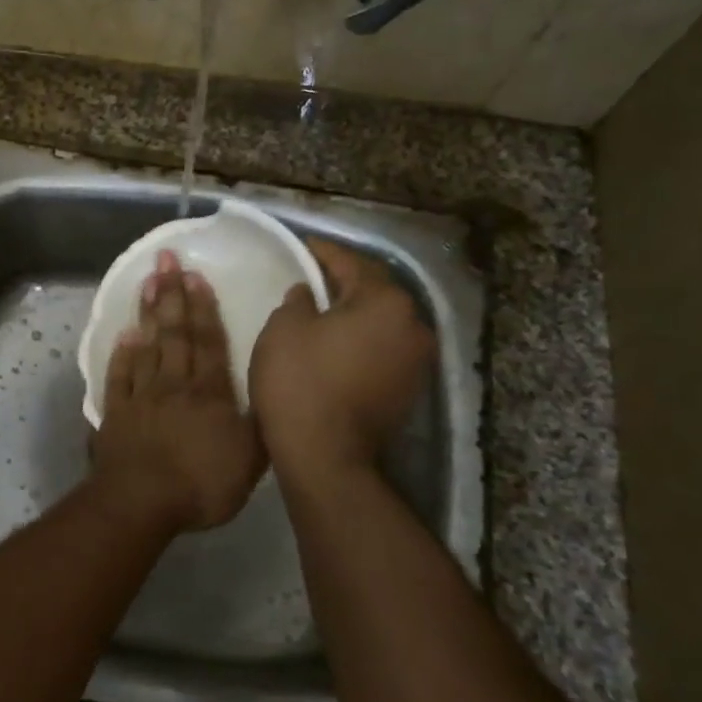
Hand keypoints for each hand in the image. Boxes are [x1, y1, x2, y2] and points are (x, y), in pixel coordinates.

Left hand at [92, 251, 265, 532]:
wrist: (142, 502)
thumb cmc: (201, 483)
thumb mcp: (251, 460)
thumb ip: (261, 424)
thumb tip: (272, 394)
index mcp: (209, 392)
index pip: (208, 342)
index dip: (203, 307)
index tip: (195, 275)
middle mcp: (175, 384)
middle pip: (175, 333)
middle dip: (172, 295)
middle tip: (165, 260)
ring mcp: (142, 396)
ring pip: (146, 346)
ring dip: (148, 313)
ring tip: (147, 282)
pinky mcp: (116, 413)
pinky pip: (119, 376)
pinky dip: (121, 354)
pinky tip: (123, 334)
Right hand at [250, 237, 435, 482]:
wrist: (325, 455)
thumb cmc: (300, 381)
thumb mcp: (284, 327)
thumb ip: (298, 299)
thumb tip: (308, 293)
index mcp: (386, 301)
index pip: (351, 263)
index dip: (322, 252)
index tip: (302, 246)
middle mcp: (414, 325)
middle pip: (374, 292)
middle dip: (343, 283)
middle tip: (310, 277)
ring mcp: (417, 361)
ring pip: (381, 322)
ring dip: (355, 314)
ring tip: (322, 311)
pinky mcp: (409, 390)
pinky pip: (383, 349)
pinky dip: (362, 342)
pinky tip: (336, 345)